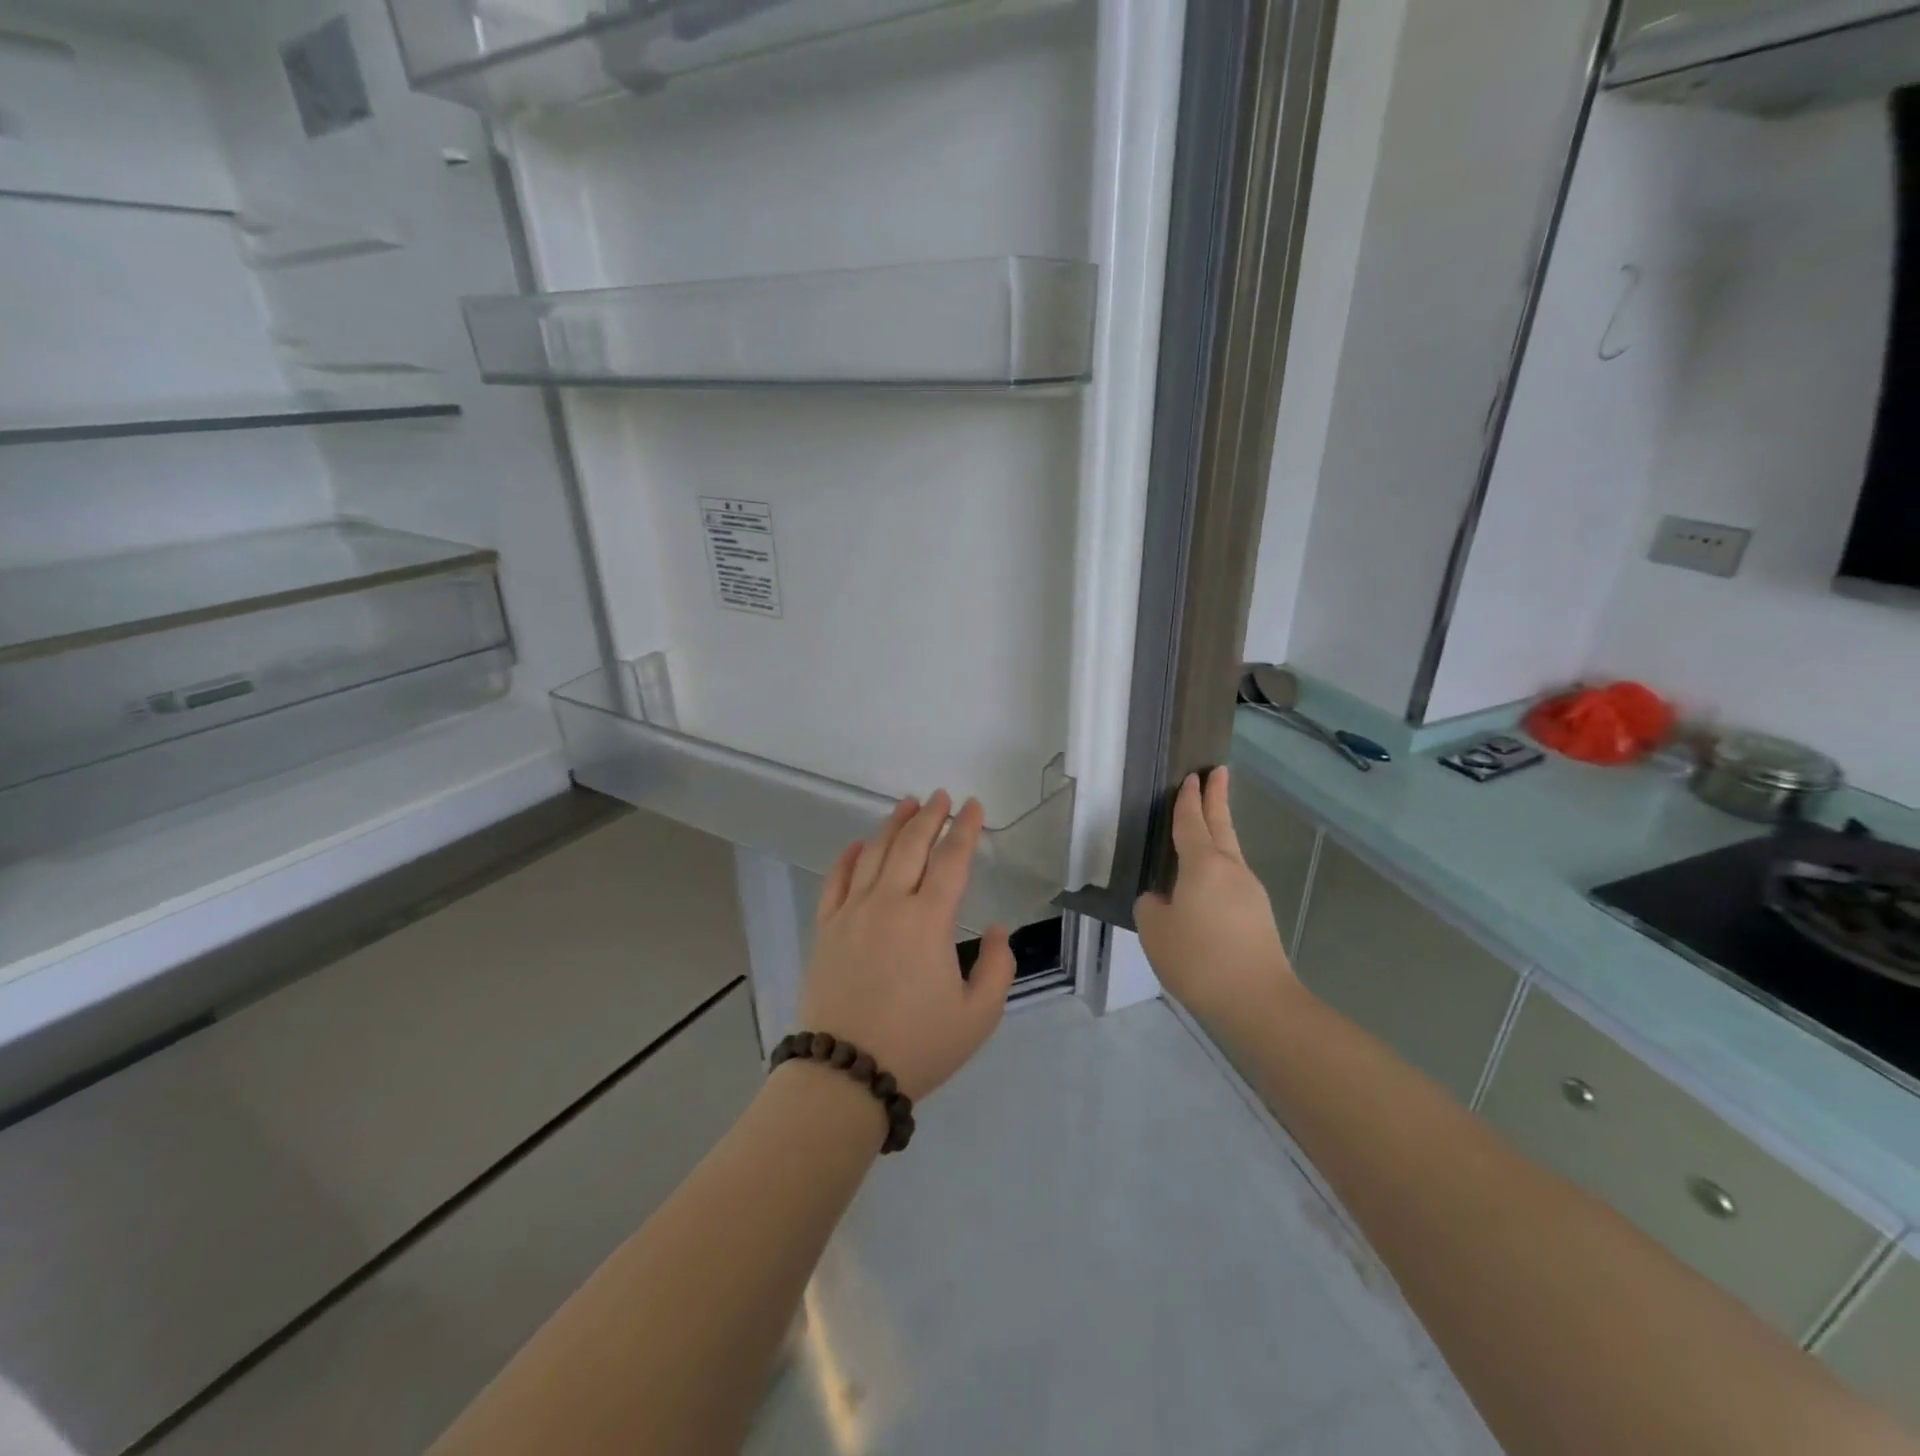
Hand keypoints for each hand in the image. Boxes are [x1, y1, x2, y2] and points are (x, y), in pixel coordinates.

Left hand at [798, 791, 1016, 1100]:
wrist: (846, 1074)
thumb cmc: (918, 1045)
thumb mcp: (978, 1015)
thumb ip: (998, 967)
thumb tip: (997, 929)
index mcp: (929, 919)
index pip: (951, 859)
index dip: (965, 829)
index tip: (973, 807)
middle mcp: (889, 903)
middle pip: (910, 845)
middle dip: (929, 816)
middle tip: (941, 796)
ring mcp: (852, 912)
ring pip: (874, 854)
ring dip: (892, 825)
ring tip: (906, 805)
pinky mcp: (825, 928)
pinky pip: (836, 880)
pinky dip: (850, 856)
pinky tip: (860, 844)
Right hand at [1134, 768, 1298, 1026]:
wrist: (1257, 1001)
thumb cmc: (1199, 958)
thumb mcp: (1156, 930)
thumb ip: (1152, 906)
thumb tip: (1164, 900)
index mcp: (1202, 865)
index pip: (1192, 822)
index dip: (1188, 799)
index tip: (1192, 776)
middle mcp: (1230, 869)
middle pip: (1222, 825)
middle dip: (1217, 798)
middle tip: (1217, 772)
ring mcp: (1250, 892)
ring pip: (1230, 852)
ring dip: (1219, 833)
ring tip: (1206, 825)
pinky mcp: (1258, 916)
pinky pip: (1232, 879)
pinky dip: (1218, 868)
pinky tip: (1205, 886)